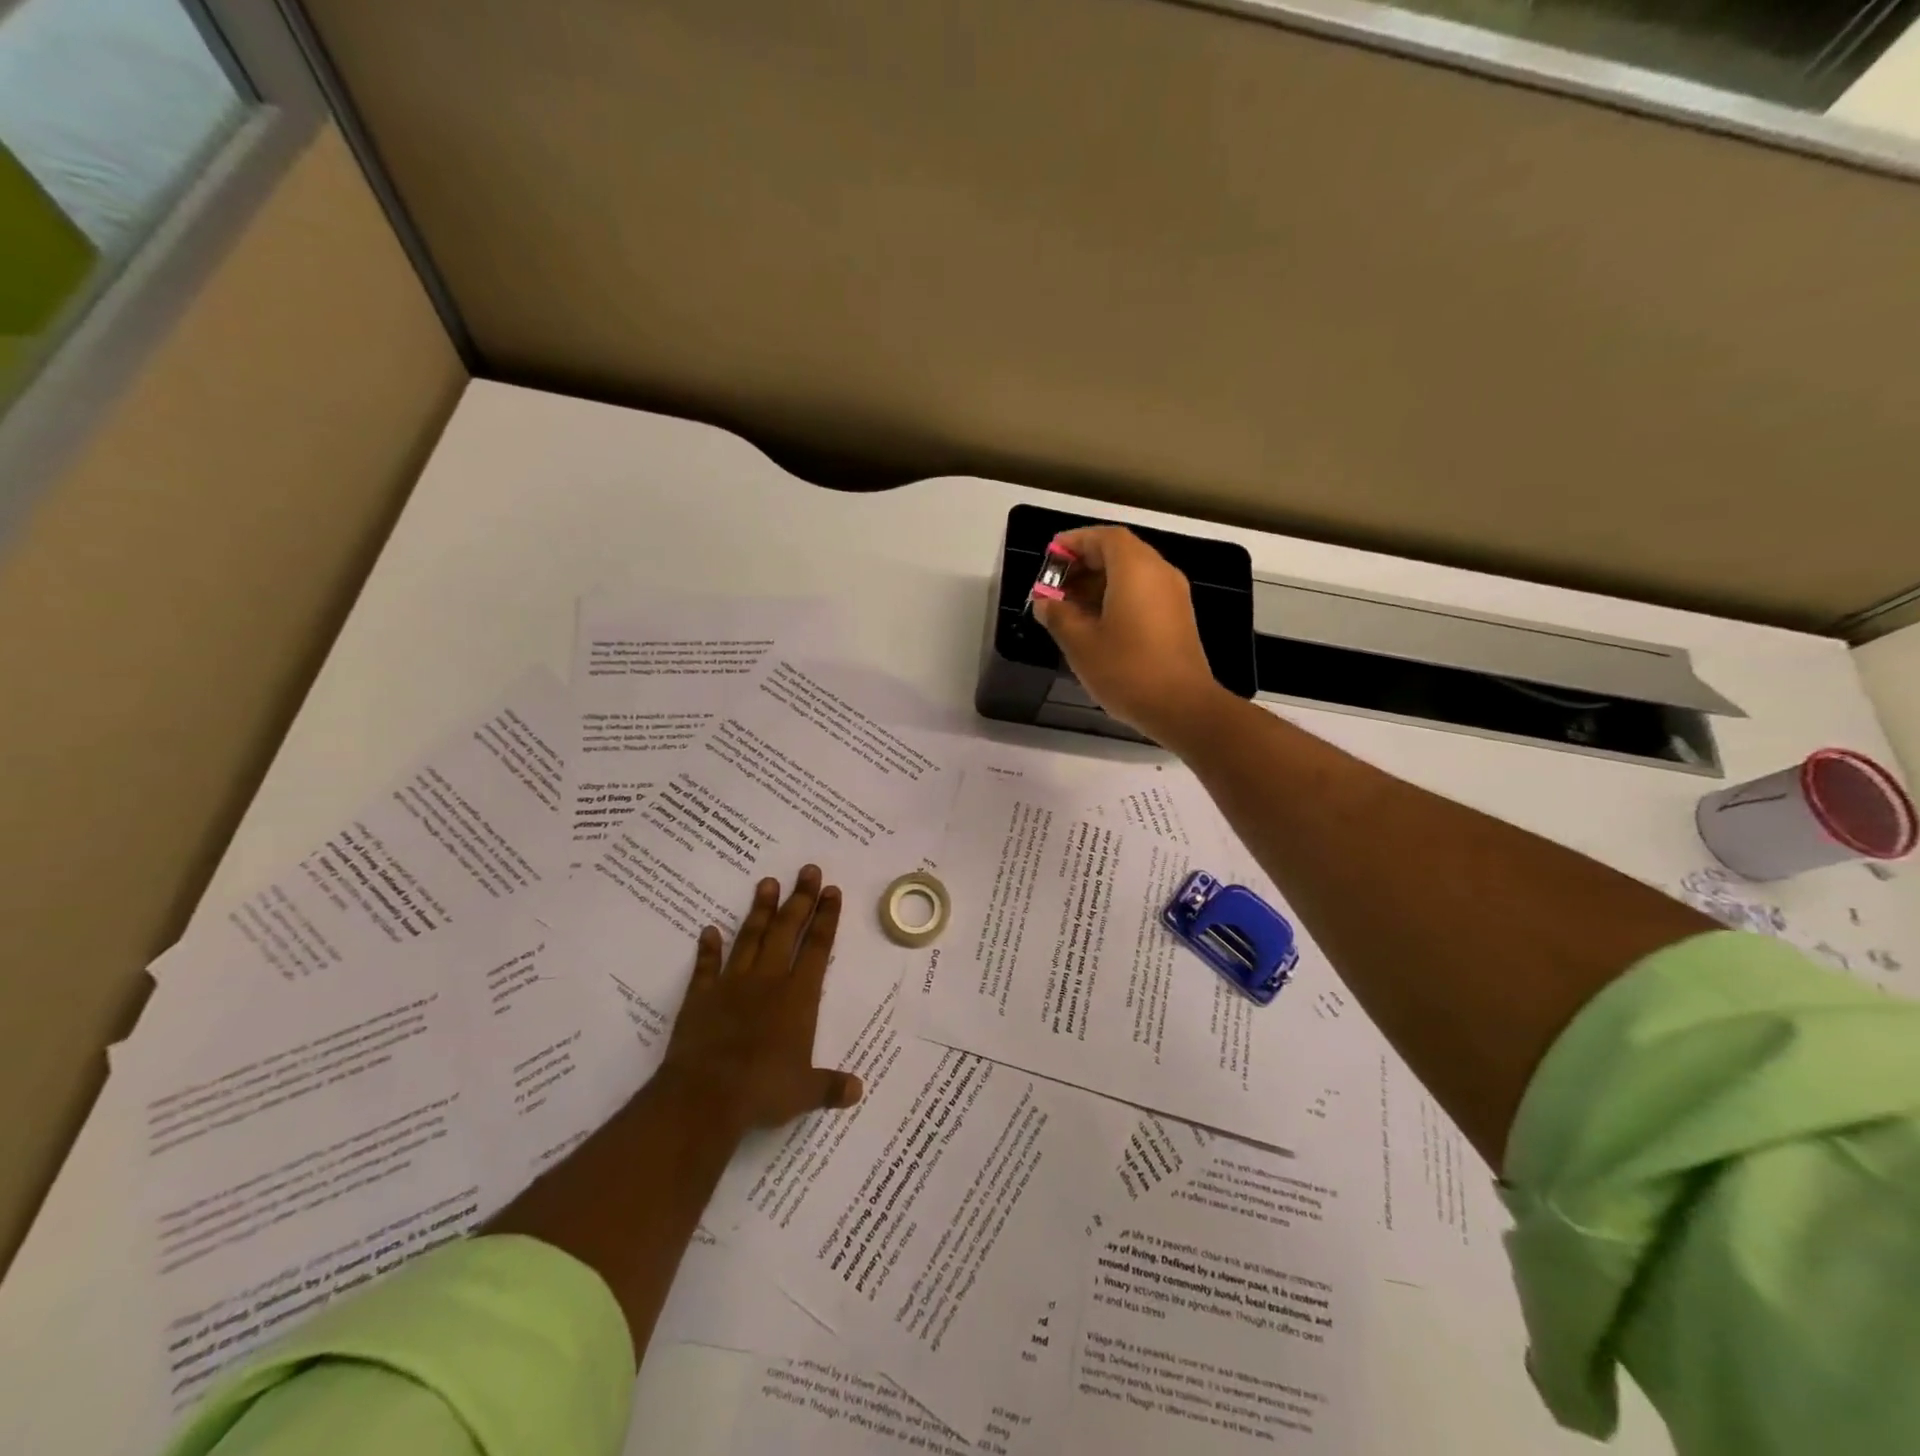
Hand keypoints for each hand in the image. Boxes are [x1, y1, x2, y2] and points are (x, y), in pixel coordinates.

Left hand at [657, 865, 863, 1137]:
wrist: (704, 1096)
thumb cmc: (762, 1090)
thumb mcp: (805, 1092)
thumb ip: (830, 1086)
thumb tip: (857, 1090)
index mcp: (798, 997)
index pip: (817, 948)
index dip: (826, 918)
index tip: (832, 890)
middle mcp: (768, 981)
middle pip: (787, 931)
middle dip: (800, 899)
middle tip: (807, 869)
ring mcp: (731, 985)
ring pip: (750, 938)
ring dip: (760, 910)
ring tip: (768, 882)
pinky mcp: (700, 997)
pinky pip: (706, 967)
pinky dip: (708, 949)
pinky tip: (709, 930)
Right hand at [1033, 526, 1227, 742]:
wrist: (1183, 707)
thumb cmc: (1127, 670)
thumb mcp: (1080, 643)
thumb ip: (1058, 616)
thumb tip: (1045, 603)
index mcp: (1135, 569)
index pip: (1104, 537)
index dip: (1075, 542)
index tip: (1050, 556)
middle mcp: (1159, 573)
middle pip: (1119, 553)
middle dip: (1084, 564)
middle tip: (1054, 586)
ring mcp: (1174, 596)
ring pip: (1132, 574)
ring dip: (1099, 583)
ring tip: (1068, 608)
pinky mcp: (1178, 618)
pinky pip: (1144, 593)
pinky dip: (1117, 598)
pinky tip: (1095, 625)